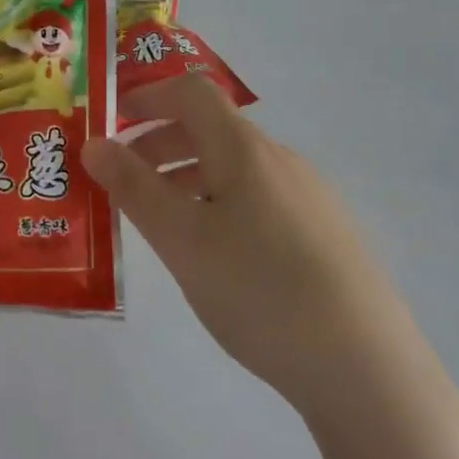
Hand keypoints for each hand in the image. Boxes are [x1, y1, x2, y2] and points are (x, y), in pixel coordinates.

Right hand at [81, 75, 415, 414]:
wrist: (364, 365)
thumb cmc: (258, 289)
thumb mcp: (181, 239)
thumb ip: (133, 188)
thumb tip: (94, 143)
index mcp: (245, 149)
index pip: (191, 93)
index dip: (147, 97)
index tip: (110, 121)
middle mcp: (281, 160)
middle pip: (211, 130)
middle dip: (158, 145)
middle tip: (120, 182)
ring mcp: (309, 197)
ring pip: (233, 169)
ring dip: (186, 179)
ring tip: (159, 223)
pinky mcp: (324, 233)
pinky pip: (257, 199)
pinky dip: (218, 205)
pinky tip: (213, 254)